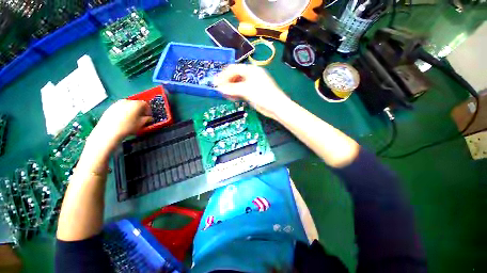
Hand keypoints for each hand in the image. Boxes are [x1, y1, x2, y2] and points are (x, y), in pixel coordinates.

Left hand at [91, 99, 151, 144]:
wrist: (109, 132)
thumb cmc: (128, 127)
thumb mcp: (141, 124)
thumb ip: (147, 119)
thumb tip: (149, 118)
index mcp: (136, 104)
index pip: (145, 104)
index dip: (148, 111)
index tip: (148, 116)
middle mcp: (126, 101)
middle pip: (136, 104)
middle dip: (139, 110)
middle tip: (141, 117)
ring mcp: (117, 104)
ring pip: (127, 106)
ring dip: (131, 111)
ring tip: (131, 119)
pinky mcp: (110, 108)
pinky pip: (120, 108)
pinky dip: (123, 112)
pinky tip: (123, 120)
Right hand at [214, 64, 291, 119]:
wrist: (276, 107)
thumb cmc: (263, 95)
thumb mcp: (246, 90)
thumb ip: (232, 89)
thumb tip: (219, 89)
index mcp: (251, 70)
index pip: (233, 69)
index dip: (224, 75)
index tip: (216, 83)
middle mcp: (251, 75)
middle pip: (235, 76)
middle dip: (226, 82)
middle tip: (219, 90)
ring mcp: (252, 84)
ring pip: (238, 84)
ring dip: (231, 89)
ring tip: (225, 95)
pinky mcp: (252, 92)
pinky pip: (241, 90)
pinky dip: (236, 93)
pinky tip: (232, 98)